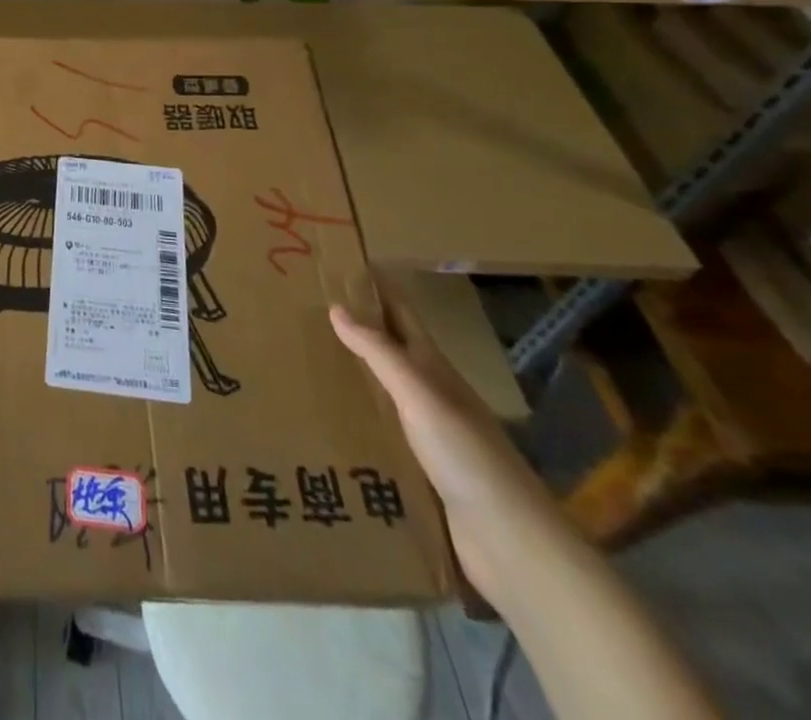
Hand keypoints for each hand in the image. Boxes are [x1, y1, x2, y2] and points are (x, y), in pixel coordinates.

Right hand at [331, 292, 568, 603]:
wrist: (511, 544)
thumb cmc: (466, 456)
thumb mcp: (420, 395)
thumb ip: (379, 353)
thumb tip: (336, 306)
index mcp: (432, 369)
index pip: (400, 314)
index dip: (375, 288)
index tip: (338, 265)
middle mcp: (429, 394)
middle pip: (387, 350)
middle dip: (352, 328)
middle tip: (301, 310)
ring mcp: (425, 435)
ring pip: (379, 391)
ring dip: (348, 375)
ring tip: (300, 361)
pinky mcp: (417, 471)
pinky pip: (377, 433)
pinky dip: (352, 419)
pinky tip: (322, 421)